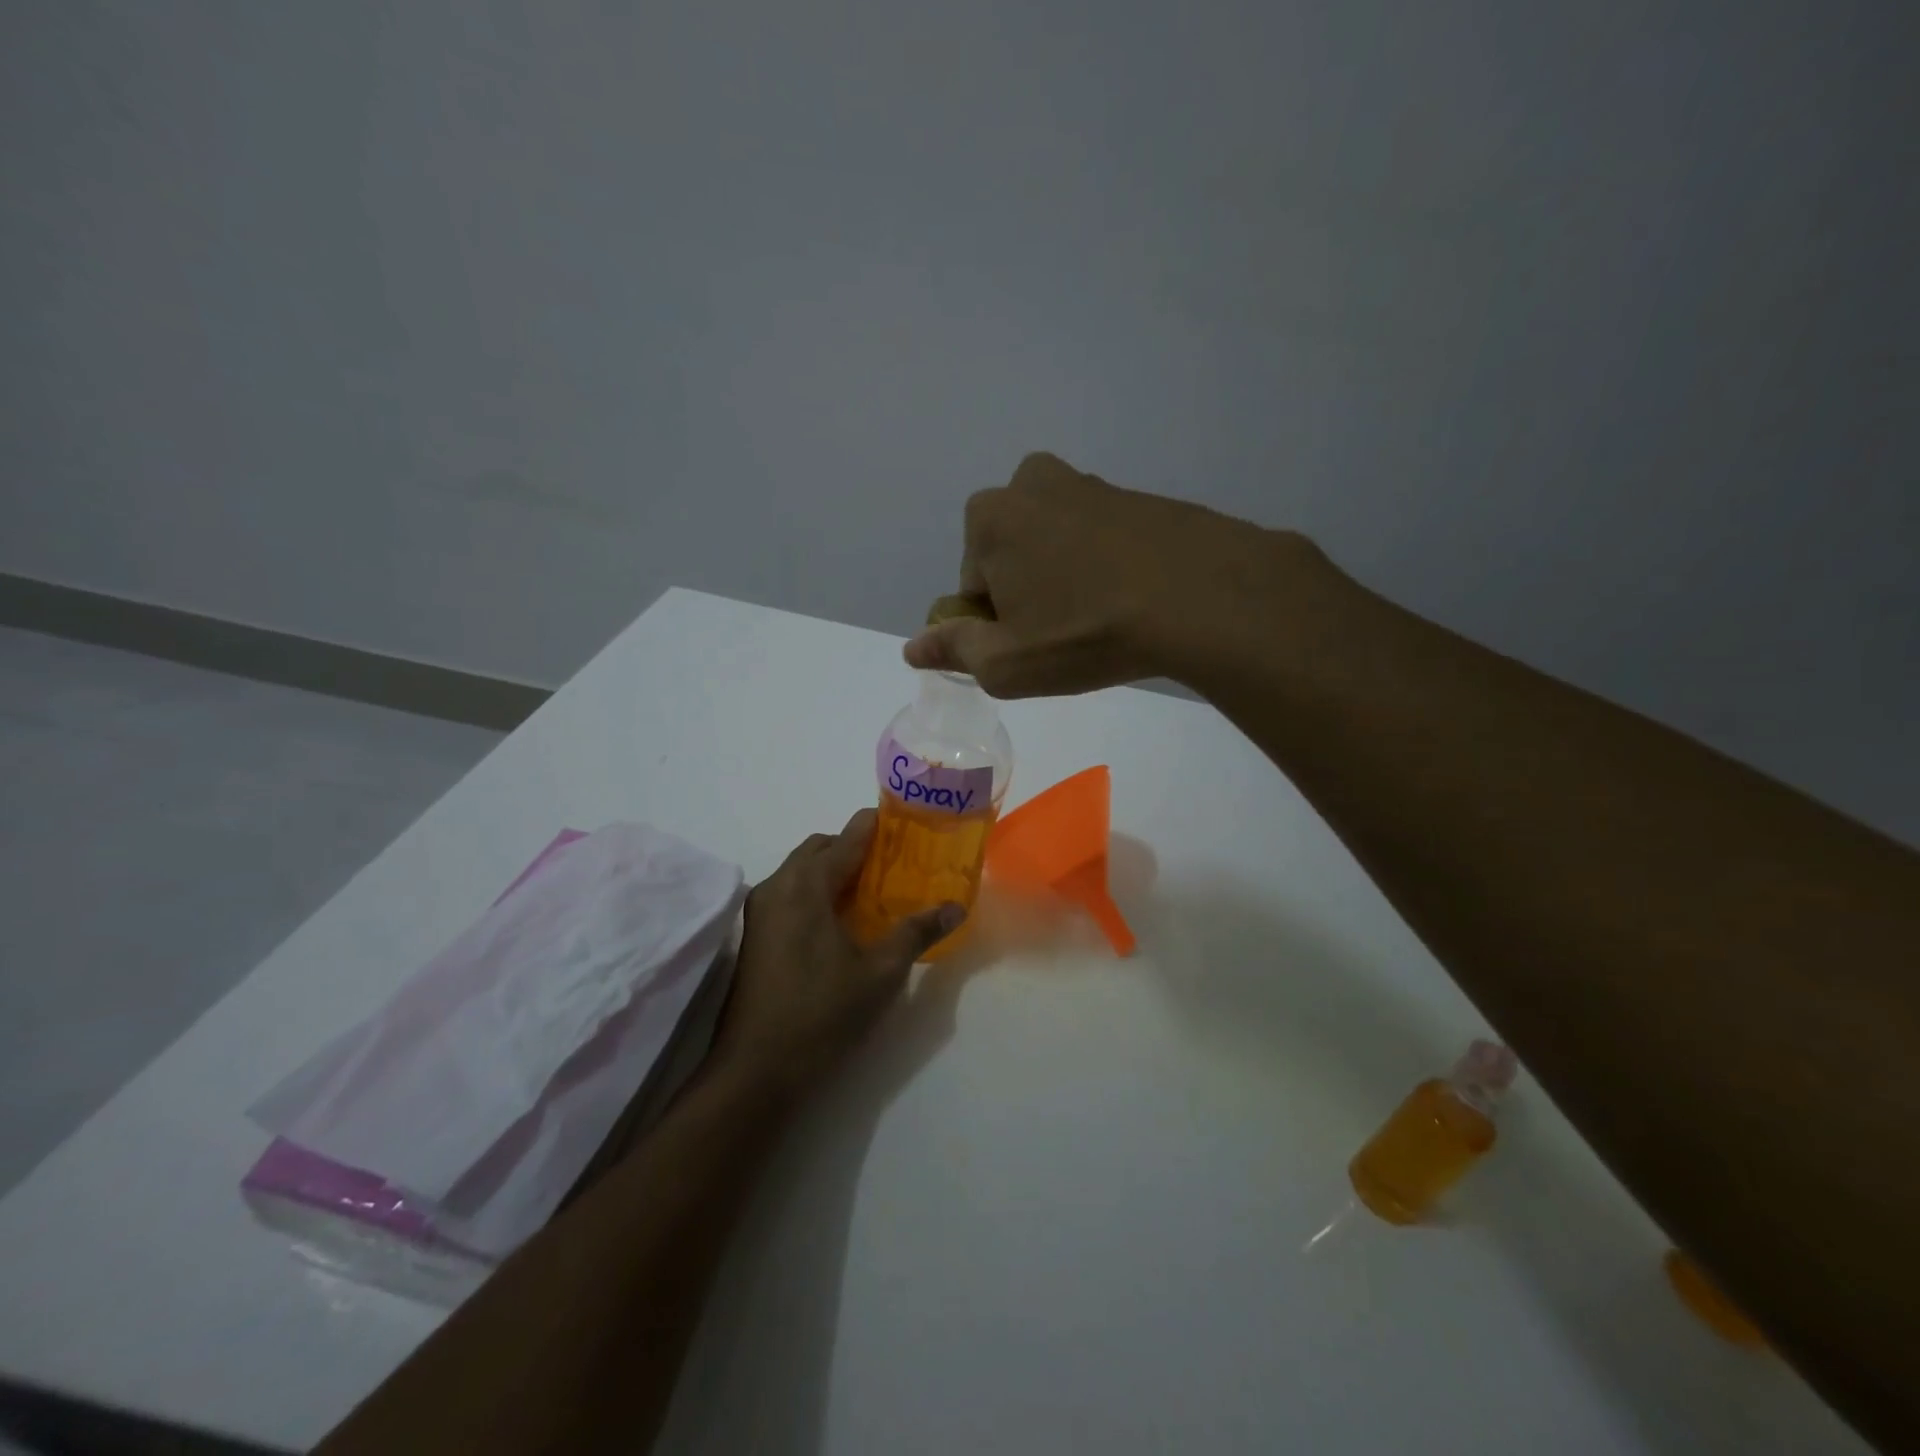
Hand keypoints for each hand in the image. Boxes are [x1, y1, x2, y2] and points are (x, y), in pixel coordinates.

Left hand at [708, 810, 962, 1095]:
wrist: (755, 1071)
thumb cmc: (821, 1013)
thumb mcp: (880, 972)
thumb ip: (917, 931)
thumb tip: (955, 907)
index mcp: (806, 884)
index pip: (848, 835)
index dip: (880, 825)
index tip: (910, 827)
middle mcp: (778, 885)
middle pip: (822, 847)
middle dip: (857, 848)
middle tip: (896, 865)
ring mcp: (760, 911)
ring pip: (802, 871)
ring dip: (836, 871)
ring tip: (875, 893)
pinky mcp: (755, 935)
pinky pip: (791, 894)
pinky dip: (818, 892)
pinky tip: (843, 923)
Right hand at [903, 452, 1323, 697]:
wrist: (1203, 597)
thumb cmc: (1085, 632)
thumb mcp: (1007, 663)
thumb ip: (953, 650)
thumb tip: (912, 647)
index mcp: (990, 517)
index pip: (973, 584)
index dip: (996, 623)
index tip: (1030, 645)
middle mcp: (1032, 483)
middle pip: (1011, 556)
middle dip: (1028, 593)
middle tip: (1065, 634)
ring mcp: (1090, 484)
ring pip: (1056, 546)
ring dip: (1066, 580)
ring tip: (1102, 620)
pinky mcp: (1138, 496)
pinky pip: (1100, 540)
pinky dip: (1105, 568)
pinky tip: (1132, 600)